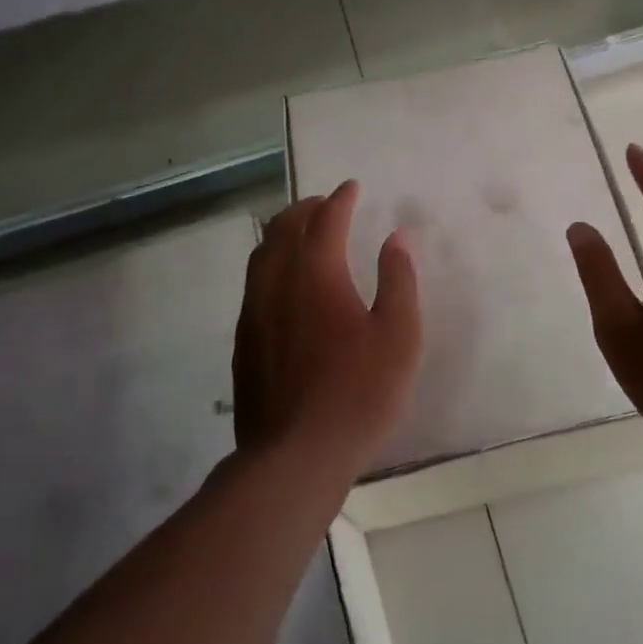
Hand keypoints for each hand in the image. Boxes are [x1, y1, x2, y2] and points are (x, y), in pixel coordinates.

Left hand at [233, 180, 421, 475]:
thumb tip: (398, 236)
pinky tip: (283, 283)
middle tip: (326, 204)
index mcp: (316, 274)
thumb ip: (398, 280)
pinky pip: (254, 283)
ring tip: (301, 232)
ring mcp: (254, 313)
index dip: (341, 199)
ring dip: (283, 233)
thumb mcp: (398, 335)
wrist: (295, 456)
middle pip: (284, 229)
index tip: (352, 187)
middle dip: (306, 209)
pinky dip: (270, 264)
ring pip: (261, 254)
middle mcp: (277, 283)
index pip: (326, 220)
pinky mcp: (243, 341)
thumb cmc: (359, 393)